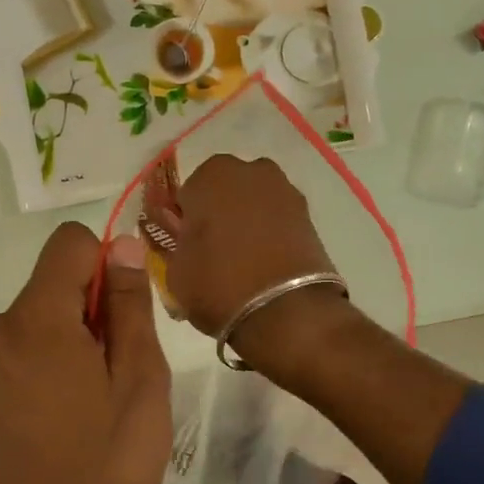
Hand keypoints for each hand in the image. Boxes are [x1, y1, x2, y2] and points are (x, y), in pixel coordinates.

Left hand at [0, 222, 171, 483]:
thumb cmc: (101, 465)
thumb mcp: (138, 381)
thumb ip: (128, 306)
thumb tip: (121, 245)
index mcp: (34, 318)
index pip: (69, 243)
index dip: (106, 265)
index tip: (124, 317)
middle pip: (54, 286)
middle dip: (91, 314)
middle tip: (117, 378)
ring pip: (39, 322)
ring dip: (71, 345)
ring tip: (93, 408)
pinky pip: (19, 354)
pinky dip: (47, 369)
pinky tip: (64, 423)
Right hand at [163, 155, 353, 364]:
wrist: (287, 312)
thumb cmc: (218, 284)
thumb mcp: (175, 271)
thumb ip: (174, 245)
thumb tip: (183, 241)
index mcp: (212, 175)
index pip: (187, 194)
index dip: (185, 222)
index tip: (187, 247)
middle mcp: (251, 171)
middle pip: (224, 192)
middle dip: (218, 214)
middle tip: (214, 253)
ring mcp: (285, 191)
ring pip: (253, 203)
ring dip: (247, 222)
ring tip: (244, 262)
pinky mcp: (309, 216)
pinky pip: (278, 220)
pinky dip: (271, 235)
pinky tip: (266, 264)